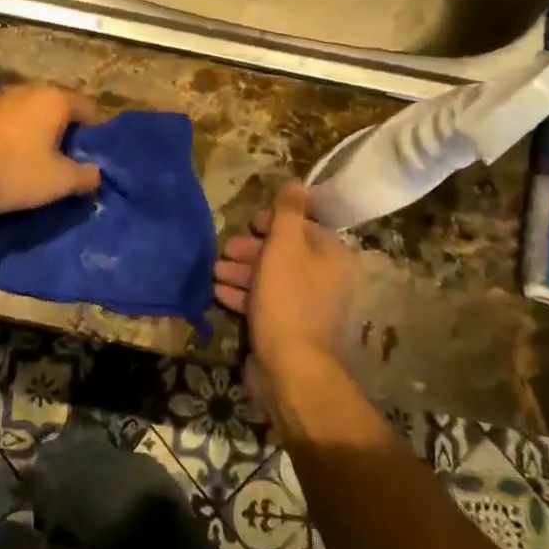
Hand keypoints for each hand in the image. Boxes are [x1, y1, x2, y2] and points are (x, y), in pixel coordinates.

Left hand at [0, 84, 102, 214]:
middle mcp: (28, 89)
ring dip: (36, 131)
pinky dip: (12, 134)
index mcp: (54, 99)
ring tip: (35, 159)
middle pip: (57, 108)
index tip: (90, 156)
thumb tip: (96, 173)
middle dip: (63, 131)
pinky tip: (7, 156)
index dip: (94, 133)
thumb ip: (86, 175)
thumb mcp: (59, 181)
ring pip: (29, 112)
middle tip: (65, 161)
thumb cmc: (14, 171)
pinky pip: (6, 120)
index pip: (88, 108)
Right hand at [214, 181, 358, 402]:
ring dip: (242, 272)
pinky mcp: (289, 330)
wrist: (290, 367)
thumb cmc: (287, 297)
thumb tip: (297, 181)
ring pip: (272, 279)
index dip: (275, 221)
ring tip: (216, 270)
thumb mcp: (285, 245)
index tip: (250, 222)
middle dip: (252, 249)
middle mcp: (326, 281)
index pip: (304, 227)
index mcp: (332, 257)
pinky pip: (265, 303)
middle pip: (286, 253)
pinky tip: (219, 292)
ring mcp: (308, 308)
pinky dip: (243, 295)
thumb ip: (288, 212)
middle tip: (226, 248)